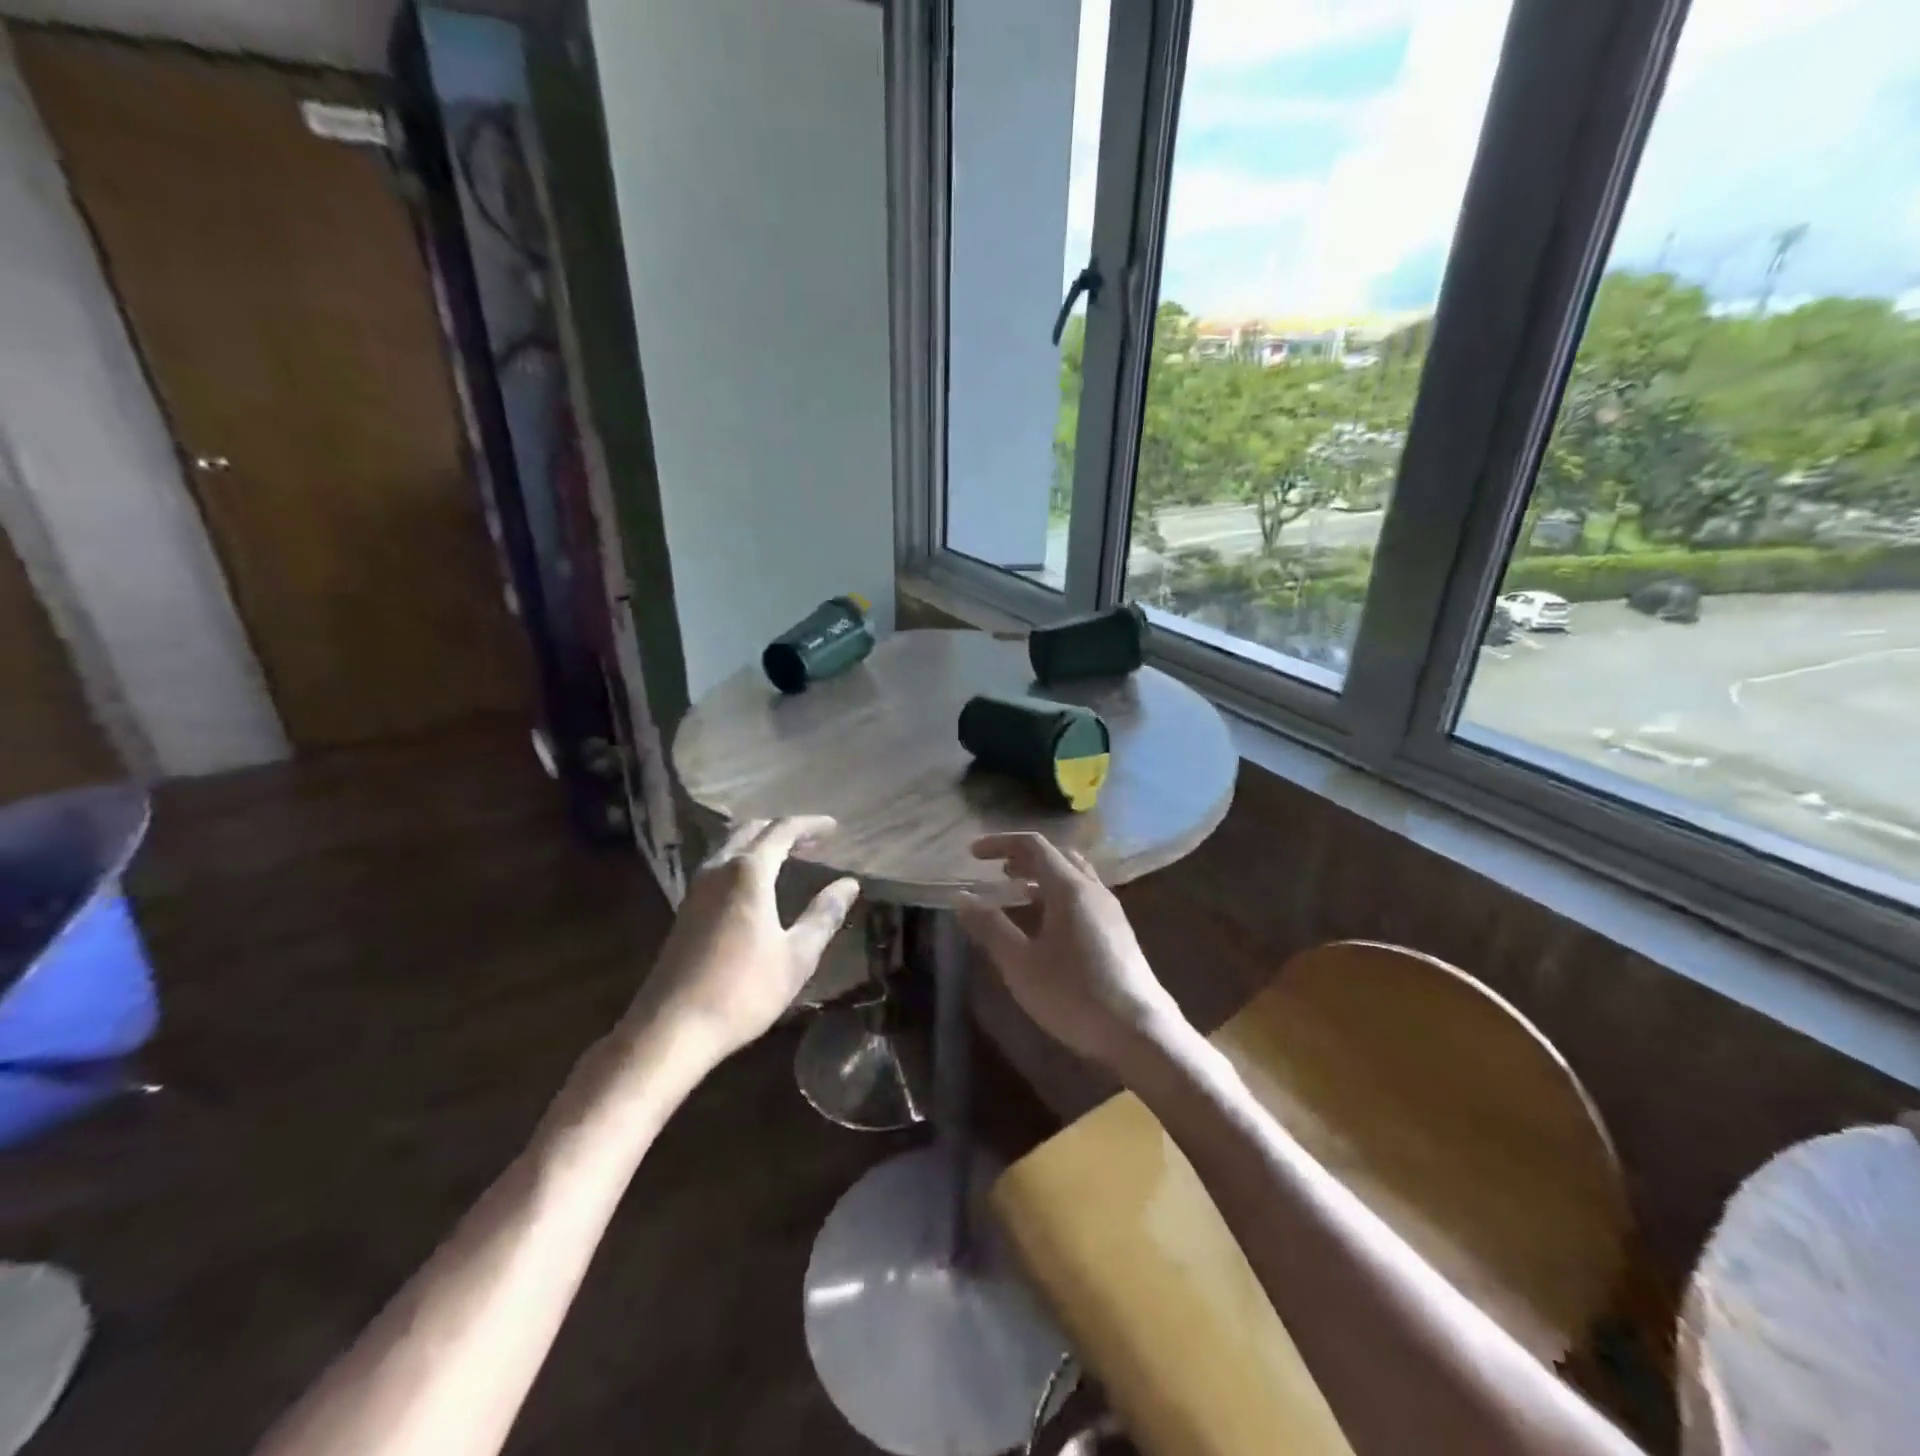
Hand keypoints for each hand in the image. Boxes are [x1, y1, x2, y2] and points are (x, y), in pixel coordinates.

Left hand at [627, 816, 859, 1062]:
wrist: (671, 1028)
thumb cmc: (742, 991)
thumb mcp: (797, 956)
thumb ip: (824, 915)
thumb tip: (849, 884)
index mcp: (748, 872)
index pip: (782, 831)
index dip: (810, 825)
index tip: (834, 827)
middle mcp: (719, 869)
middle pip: (752, 831)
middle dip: (784, 829)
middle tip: (813, 840)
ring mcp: (696, 889)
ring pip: (730, 846)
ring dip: (760, 843)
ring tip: (787, 856)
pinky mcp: (685, 910)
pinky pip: (718, 866)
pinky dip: (743, 860)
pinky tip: (754, 884)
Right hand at [957, 833, 1184, 1070]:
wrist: (1140, 1032)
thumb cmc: (1074, 994)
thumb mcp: (1020, 964)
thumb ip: (990, 927)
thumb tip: (962, 898)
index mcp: (1069, 888)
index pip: (1033, 846)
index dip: (1001, 844)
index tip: (973, 854)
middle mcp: (1093, 890)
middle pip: (1057, 856)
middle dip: (1023, 858)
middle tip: (996, 872)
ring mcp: (1111, 910)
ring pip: (1073, 876)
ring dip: (1042, 877)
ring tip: (1017, 894)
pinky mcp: (1119, 932)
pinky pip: (1084, 897)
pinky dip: (1058, 895)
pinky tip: (1047, 926)